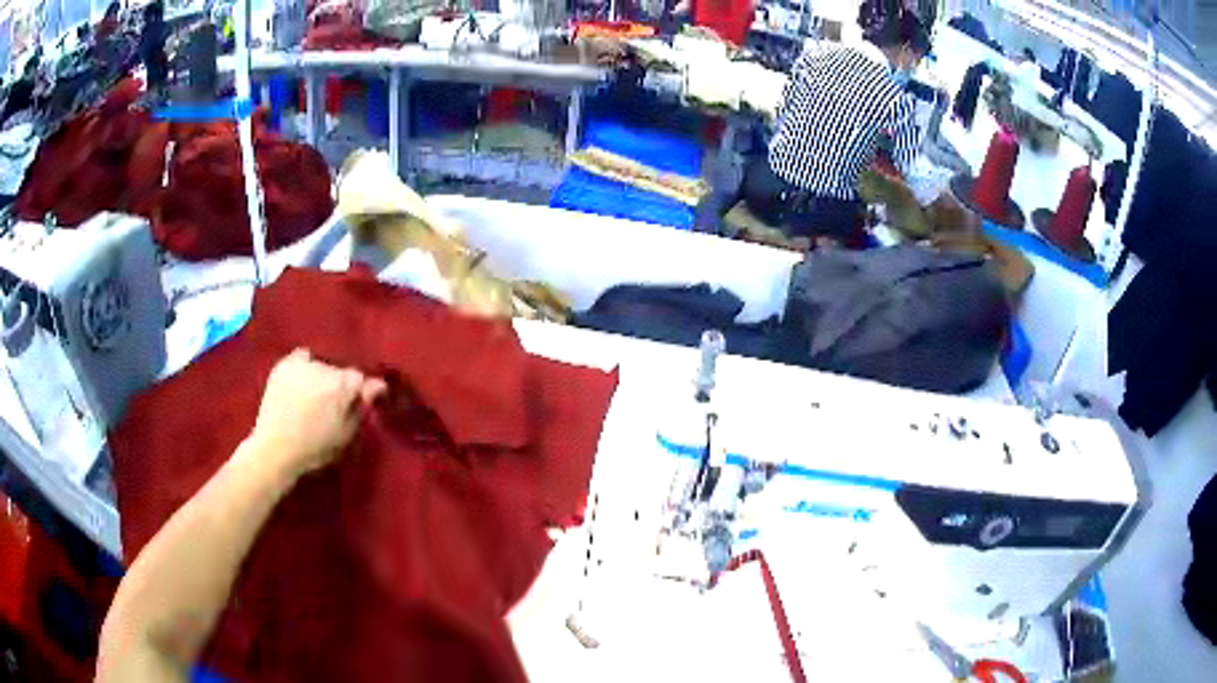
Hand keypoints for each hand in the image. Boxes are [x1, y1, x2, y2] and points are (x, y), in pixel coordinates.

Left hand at [248, 349, 386, 479]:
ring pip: (321, 366)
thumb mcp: (345, 434)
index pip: (361, 378)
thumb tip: (376, 386)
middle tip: (333, 406)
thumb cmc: (315, 449)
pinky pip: (302, 358)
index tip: (360, 402)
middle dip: (340, 385)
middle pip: (340, 372)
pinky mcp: (284, 365)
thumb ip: (362, 407)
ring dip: (322, 378)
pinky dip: (305, 367)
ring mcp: (302, 365)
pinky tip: (301, 382)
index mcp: (343, 386)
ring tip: (314, 397)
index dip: (362, 391)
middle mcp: (324, 368)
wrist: (276, 449)